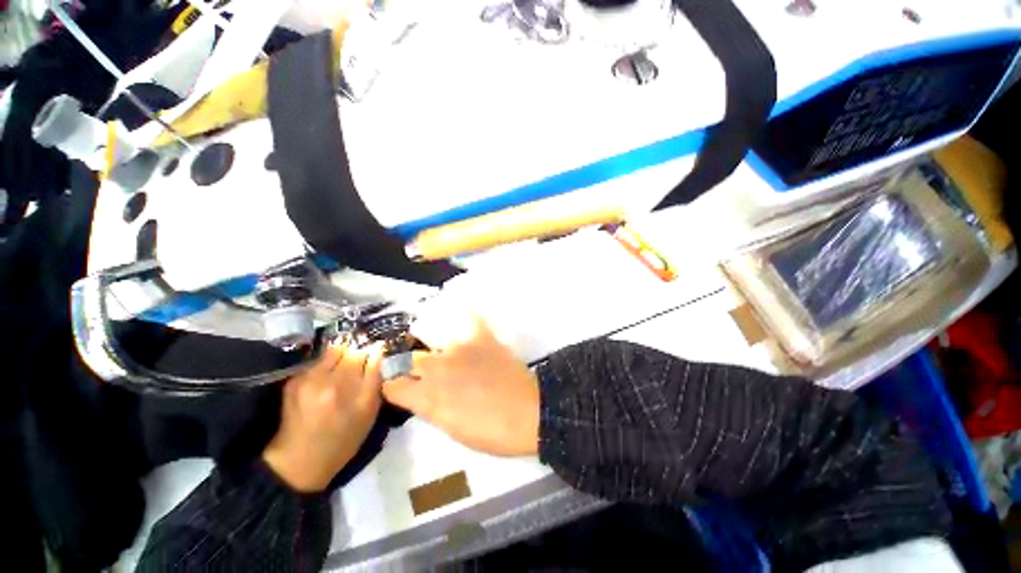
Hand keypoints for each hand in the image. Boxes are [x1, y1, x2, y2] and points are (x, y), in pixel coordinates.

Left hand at [262, 341, 383, 491]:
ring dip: (341, 357)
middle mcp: (328, 379)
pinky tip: (326, 381)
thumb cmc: (343, 439)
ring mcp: (308, 379)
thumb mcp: (369, 412)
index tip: (376, 356)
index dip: (373, 352)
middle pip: (349, 349)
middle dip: (358, 353)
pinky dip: (325, 366)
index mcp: (350, 389)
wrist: (300, 461)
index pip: (367, 353)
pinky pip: (317, 362)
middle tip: (360, 366)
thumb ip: (376, 379)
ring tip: (343, 373)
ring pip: (333, 352)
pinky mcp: (293, 381)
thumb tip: (379, 351)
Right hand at [382, 309, 539, 456]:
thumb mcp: (452, 430)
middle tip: (427, 373)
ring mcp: (460, 349)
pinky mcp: (481, 338)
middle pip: (410, 360)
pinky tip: (459, 308)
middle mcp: (437, 368)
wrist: (529, 413)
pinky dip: (463, 314)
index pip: (392, 386)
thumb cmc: (491, 432)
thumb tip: (422, 396)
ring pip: (434, 342)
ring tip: (445, 352)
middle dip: (413, 368)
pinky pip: (468, 319)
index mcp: (428, 398)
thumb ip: (431, 408)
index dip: (394, 388)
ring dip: (435, 349)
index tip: (401, 389)